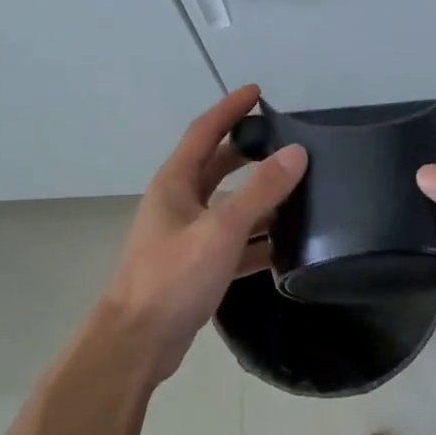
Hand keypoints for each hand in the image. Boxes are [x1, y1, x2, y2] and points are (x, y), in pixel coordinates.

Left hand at [100, 84, 307, 382]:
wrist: (137, 342)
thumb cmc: (172, 278)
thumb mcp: (221, 230)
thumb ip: (259, 191)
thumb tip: (296, 153)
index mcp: (175, 183)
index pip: (204, 131)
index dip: (230, 109)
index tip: (257, 92)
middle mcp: (178, 202)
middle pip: (217, 166)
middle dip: (248, 152)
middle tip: (285, 142)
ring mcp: (186, 235)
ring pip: (228, 206)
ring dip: (258, 199)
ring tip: (299, 192)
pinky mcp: (196, 265)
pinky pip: (233, 242)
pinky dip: (257, 240)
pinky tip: (287, 247)